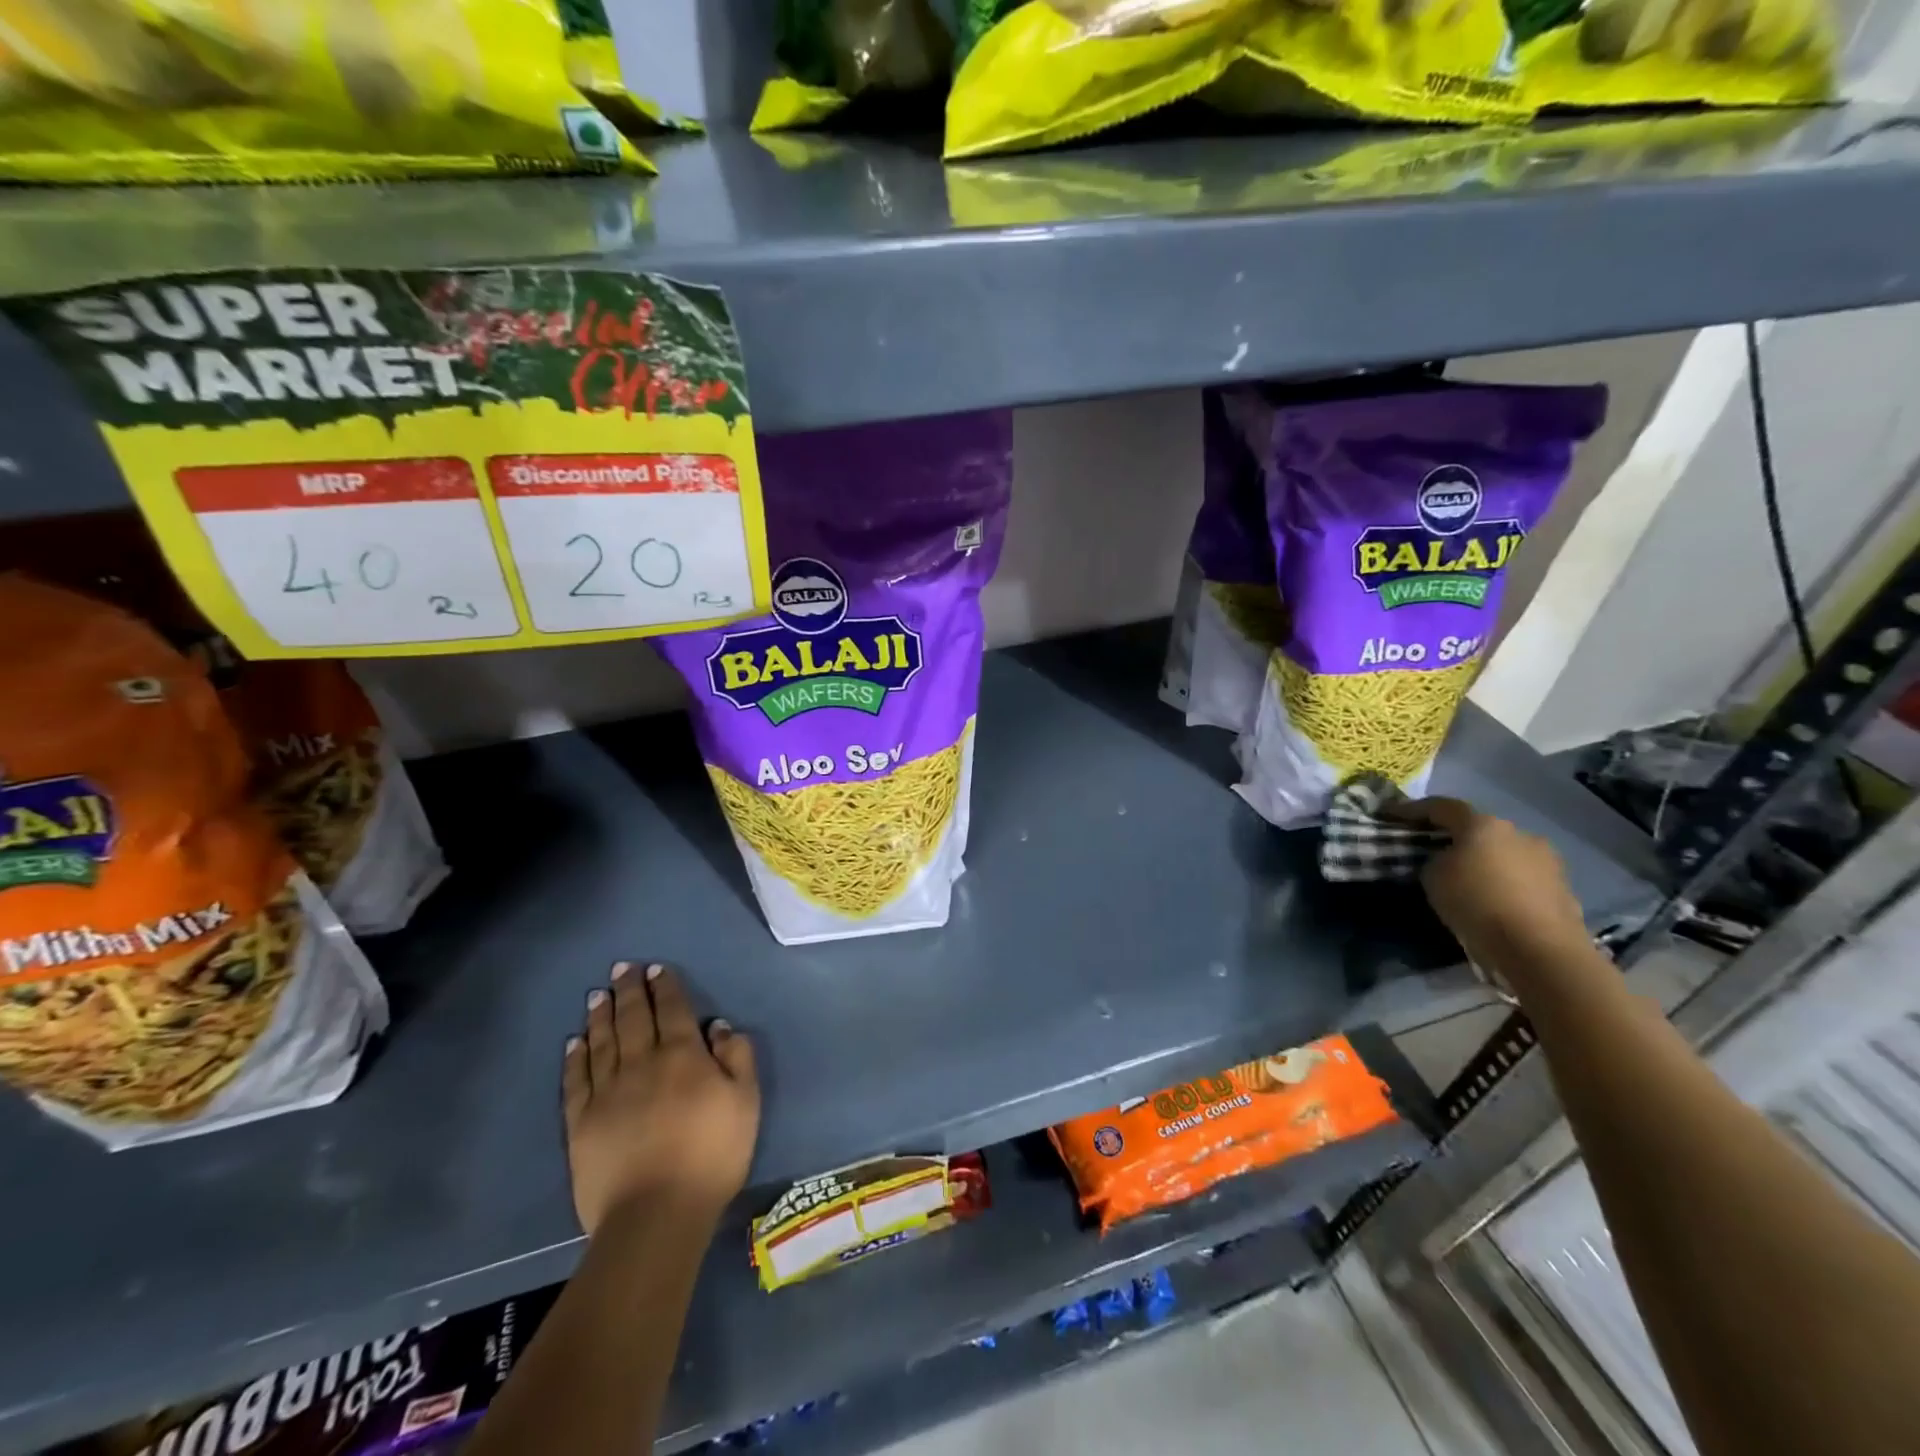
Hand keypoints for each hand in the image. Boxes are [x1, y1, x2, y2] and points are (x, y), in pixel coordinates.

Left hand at [563, 962, 759, 1236]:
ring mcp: (607, 1092)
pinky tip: (575, 1042)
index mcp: (682, 1054)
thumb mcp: (746, 1101)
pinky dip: (575, 1057)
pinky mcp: (581, 1122)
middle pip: (632, 1018)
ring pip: (602, 1042)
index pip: (671, 1009)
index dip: (664, 987)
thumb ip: (737, 1057)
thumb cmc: (712, 1154)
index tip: (655, 969)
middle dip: (629, 990)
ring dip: (601, 1015)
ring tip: (598, 994)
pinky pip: (576, 1080)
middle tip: (622, 968)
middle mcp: (641, 1062)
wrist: (656, 1214)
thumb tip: (719, 1027)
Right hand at [1404, 797, 1589, 972]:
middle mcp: (1519, 834)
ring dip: (1484, 862)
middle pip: (1479, 829)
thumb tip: (1446, 860)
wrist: (1539, 949)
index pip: (1441, 806)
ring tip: (1466, 880)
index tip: (1390, 815)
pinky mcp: (1563, 890)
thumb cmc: (1476, 903)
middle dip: (1455, 838)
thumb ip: (1435, 860)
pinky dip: (1504, 884)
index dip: (1412, 809)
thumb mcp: (1433, 877)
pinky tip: (1493, 902)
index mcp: (1483, 824)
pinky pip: (1523, 879)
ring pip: (1504, 854)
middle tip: (1432, 850)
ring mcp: (1547, 861)